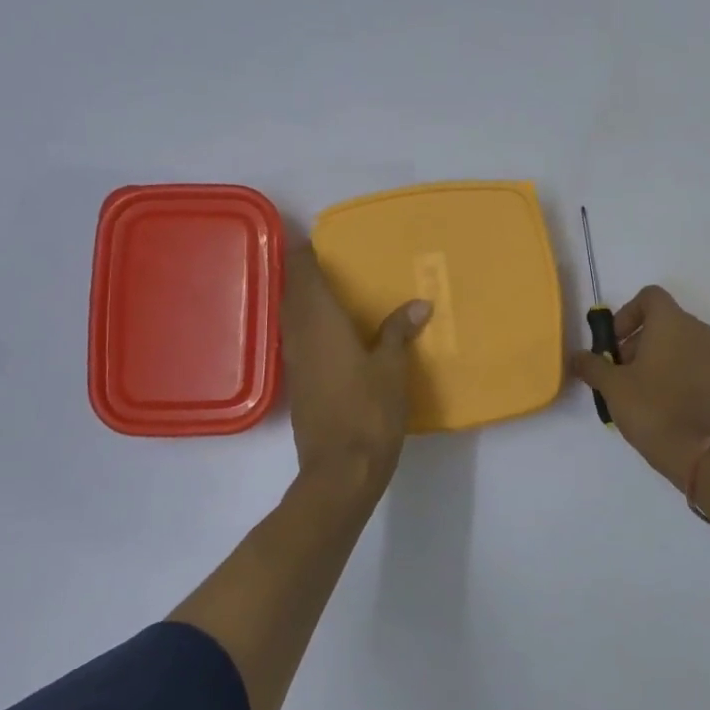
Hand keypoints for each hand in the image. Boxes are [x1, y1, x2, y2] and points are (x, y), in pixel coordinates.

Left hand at [282, 245, 430, 497]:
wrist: (340, 470)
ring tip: (333, 290)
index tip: (318, 239)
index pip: (302, 275)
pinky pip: (298, 339)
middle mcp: (299, 336)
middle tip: (331, 261)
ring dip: (305, 300)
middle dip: (304, 274)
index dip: (305, 253)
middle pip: (292, 293)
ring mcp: (295, 362)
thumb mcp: (391, 369)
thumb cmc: (368, 413)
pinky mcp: (299, 384)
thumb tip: (417, 304)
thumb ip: (398, 333)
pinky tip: (333, 332)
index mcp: (320, 323)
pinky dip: (310, 326)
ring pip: (292, 317)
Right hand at [571, 286, 709, 488]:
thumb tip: (577, 357)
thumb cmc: (652, 407)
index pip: (649, 297)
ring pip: (675, 343)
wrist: (698, 451)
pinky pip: (687, 363)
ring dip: (650, 357)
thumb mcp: (612, 386)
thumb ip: (592, 365)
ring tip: (632, 389)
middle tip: (616, 371)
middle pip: (661, 321)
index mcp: (672, 322)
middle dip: (634, 340)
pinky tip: (653, 402)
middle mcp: (696, 331)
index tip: (613, 343)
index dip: (626, 314)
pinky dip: (669, 372)